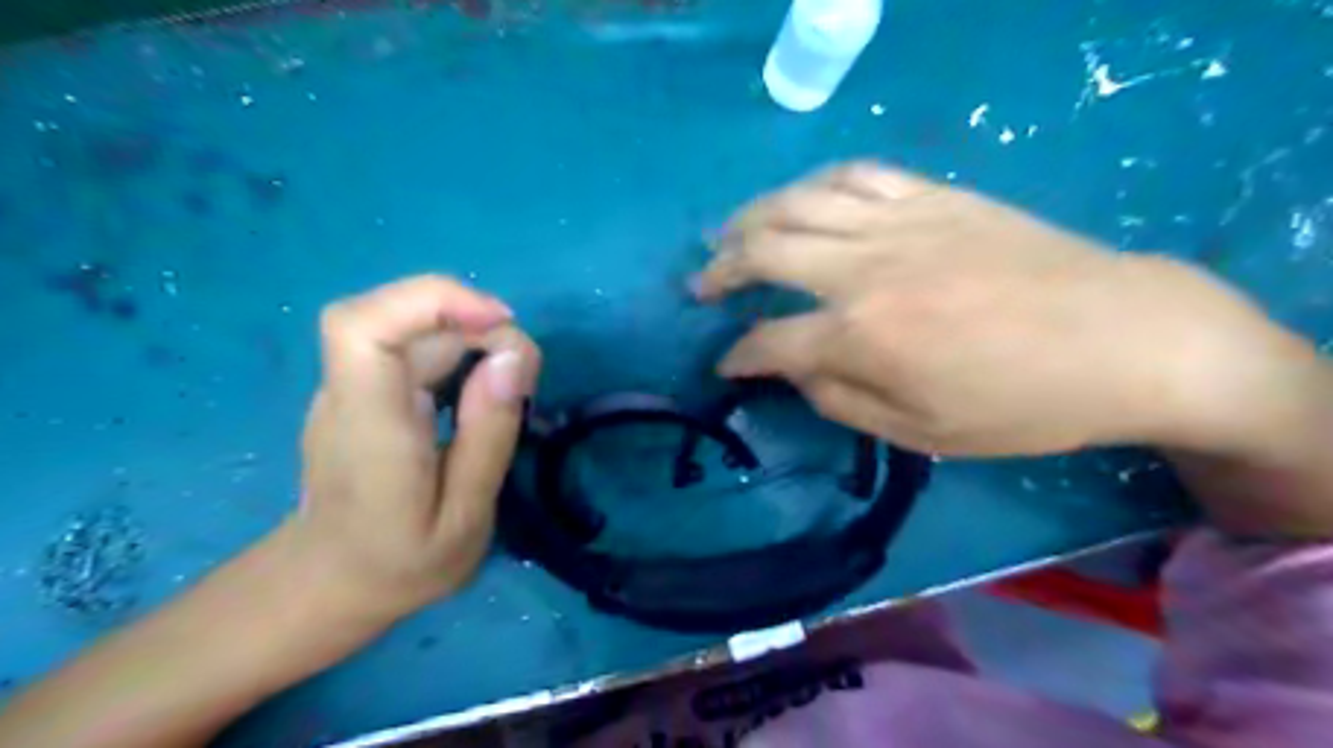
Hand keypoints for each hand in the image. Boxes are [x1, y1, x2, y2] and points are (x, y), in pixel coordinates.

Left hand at [293, 275, 536, 618]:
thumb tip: (512, 357)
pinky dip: (460, 350)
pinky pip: (414, 345)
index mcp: (369, 428)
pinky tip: (480, 389)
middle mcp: (350, 392)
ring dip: (474, 338)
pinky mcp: (364, 389)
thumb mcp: (466, 518)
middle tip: (523, 378)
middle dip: (479, 326)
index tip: (499, 321)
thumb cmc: (402, 564)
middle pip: (405, 316)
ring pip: (415, 325)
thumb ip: (488, 436)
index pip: (363, 326)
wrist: (332, 582)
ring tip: (508, 389)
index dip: (433, 301)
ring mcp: (350, 387)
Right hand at [694, 161, 1315, 456]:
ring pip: (797, 202)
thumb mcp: (922, 433)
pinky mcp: (932, 196)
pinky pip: (854, 174)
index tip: (724, 365)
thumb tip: (793, 374)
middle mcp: (864, 270)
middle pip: (764, 251)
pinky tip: (801, 200)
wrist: (1124, 338)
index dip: (737, 355)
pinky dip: (813, 185)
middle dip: (720, 271)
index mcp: (860, 336)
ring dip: (750, 218)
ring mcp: (898, 222)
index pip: (767, 340)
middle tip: (704, 287)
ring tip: (730, 235)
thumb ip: (841, 401)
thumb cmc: (1022, 404)